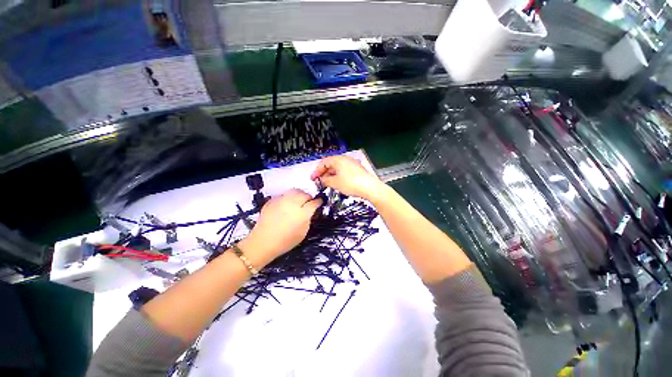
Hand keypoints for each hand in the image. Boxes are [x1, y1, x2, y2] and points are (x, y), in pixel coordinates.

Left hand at [239, 189, 321, 266]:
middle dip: (308, 197)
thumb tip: (310, 212)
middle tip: (308, 202)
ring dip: (299, 194)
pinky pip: (284, 195)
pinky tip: (287, 205)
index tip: (319, 202)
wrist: (263, 242)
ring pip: (294, 191)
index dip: (318, 202)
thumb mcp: (303, 233)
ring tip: (298, 201)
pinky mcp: (272, 200)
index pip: (314, 202)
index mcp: (302, 213)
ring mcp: (281, 201)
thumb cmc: (284, 241)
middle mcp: (292, 204)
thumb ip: (308, 219)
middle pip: (304, 194)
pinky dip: (288, 198)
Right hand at [311, 156, 385, 200]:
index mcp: (338, 159)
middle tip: (319, 181)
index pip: (323, 163)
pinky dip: (338, 175)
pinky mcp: (357, 169)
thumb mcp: (335, 183)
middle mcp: (345, 159)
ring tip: (328, 183)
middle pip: (331, 164)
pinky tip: (338, 183)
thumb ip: (325, 180)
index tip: (313, 179)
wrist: (370, 188)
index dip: (317, 171)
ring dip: (331, 175)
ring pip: (338, 168)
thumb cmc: (351, 184)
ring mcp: (352, 163)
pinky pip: (344, 170)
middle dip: (324, 173)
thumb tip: (322, 180)